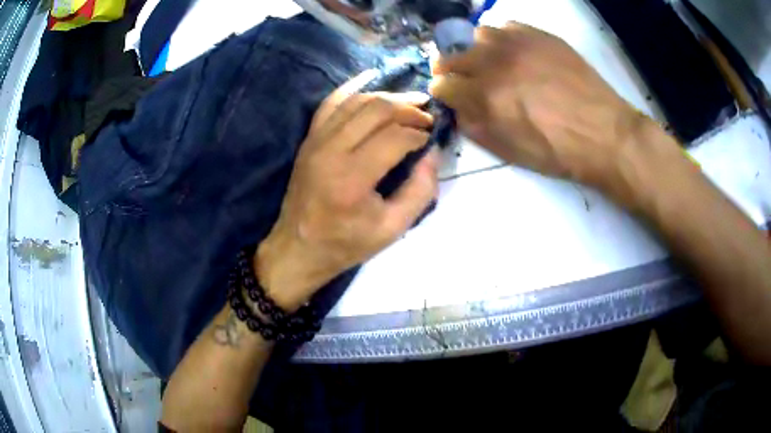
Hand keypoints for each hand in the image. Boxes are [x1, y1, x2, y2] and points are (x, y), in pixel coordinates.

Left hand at [255, 72, 439, 310]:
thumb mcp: (392, 229)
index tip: (431, 138)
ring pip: (356, 102)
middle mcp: (331, 152)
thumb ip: (420, 191)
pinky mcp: (309, 139)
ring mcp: (316, 141)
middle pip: (376, 111)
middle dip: (408, 108)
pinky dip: (351, 88)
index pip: (395, 138)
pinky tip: (371, 76)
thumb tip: (433, 153)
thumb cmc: (346, 243)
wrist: (298, 247)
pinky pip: (330, 103)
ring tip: (410, 100)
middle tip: (427, 114)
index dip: (419, 133)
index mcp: (352, 179)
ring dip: (387, 96)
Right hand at [430, 22, 653, 194]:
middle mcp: (494, 63)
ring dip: (479, 51)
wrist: (605, 133)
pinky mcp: (539, 35)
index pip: (442, 85)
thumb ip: (476, 129)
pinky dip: (505, 39)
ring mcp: (518, 43)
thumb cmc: (559, 151)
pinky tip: (518, 54)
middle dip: (451, 71)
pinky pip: (507, 27)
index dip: (443, 93)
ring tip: (495, 64)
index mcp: (485, 97)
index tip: (450, 97)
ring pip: (478, 36)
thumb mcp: (511, 152)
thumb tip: (458, 110)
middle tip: (466, 81)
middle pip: (451, 56)